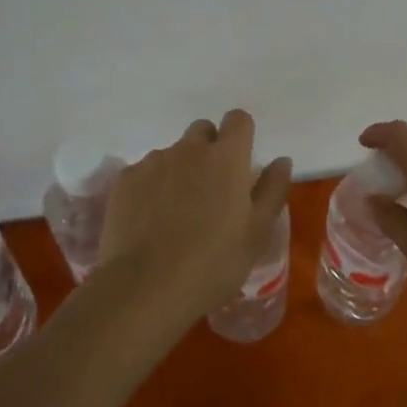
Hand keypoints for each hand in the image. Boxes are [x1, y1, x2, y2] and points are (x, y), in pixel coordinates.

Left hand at [100, 110, 292, 325]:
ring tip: (176, 213)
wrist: (145, 287)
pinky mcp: (125, 180)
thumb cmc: (213, 263)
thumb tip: (281, 160)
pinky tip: (149, 221)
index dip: (241, 135)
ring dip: (179, 171)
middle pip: (203, 132)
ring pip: (172, 154)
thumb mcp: (257, 232)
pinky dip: (150, 188)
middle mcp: (189, 149)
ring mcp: (153, 161)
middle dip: (209, 151)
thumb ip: (272, 190)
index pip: (238, 119)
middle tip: (210, 191)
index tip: (240, 163)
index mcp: (227, 157)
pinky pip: (144, 172)